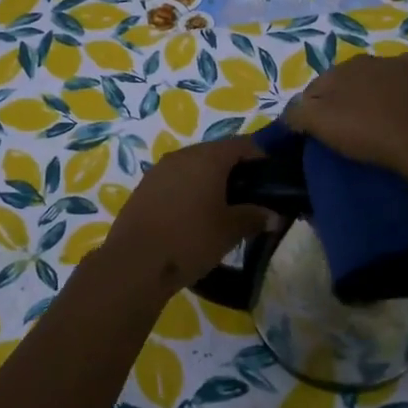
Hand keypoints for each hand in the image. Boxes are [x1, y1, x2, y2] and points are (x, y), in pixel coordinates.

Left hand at [96, 137, 269, 294]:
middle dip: (235, 171)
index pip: (242, 144)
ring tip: (223, 209)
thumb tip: (273, 215)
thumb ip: (254, 217)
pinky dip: (189, 191)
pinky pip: (175, 181)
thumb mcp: (230, 231)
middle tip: (250, 197)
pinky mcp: (144, 188)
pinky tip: (194, 216)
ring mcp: (159, 170)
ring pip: (194, 167)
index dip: (261, 157)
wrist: (135, 263)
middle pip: (216, 154)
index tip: (272, 178)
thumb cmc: (190, 239)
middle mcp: (182, 155)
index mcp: (207, 158)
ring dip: (210, 182)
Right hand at [283, 52, 407, 176]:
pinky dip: (404, 104)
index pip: (317, 86)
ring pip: (381, 84)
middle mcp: (376, 59)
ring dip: (376, 99)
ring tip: (377, 128)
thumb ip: (297, 113)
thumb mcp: (319, 124)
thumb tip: (291, 111)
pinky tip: (404, 123)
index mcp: (345, 65)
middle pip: (350, 82)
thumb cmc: (367, 131)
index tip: (316, 131)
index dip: (312, 109)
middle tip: (347, 130)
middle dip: (345, 100)